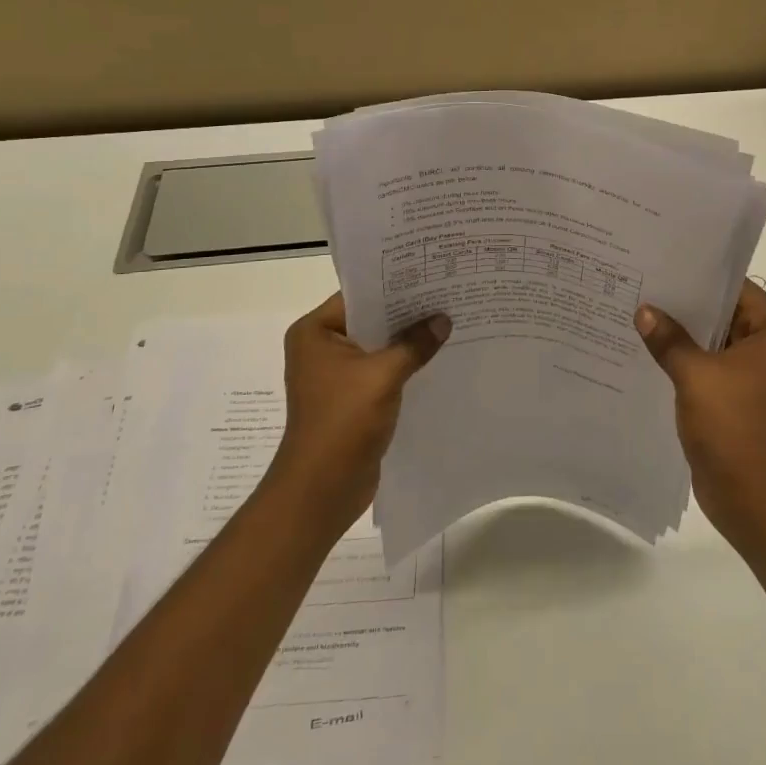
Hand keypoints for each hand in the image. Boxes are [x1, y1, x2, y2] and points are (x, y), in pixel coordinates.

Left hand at [271, 292, 449, 536]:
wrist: (322, 488)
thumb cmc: (343, 422)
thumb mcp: (383, 376)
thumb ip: (414, 344)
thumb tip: (443, 320)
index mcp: (315, 332)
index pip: (359, 296)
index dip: (394, 286)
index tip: (431, 276)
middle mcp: (321, 348)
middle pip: (371, 320)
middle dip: (407, 314)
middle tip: (448, 296)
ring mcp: (336, 375)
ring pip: (379, 347)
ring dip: (408, 342)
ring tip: (450, 323)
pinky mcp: (351, 398)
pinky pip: (382, 371)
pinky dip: (405, 366)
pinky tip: (437, 359)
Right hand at [635, 281, 765, 542]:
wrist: (751, 497)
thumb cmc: (733, 426)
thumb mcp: (695, 375)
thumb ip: (669, 339)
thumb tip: (644, 312)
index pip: (740, 291)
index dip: (704, 278)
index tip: (668, 266)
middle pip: (727, 316)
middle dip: (688, 306)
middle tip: (647, 286)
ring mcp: (755, 378)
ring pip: (715, 344)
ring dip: (684, 335)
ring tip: (641, 314)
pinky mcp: (739, 400)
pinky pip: (710, 369)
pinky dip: (686, 361)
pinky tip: (651, 352)